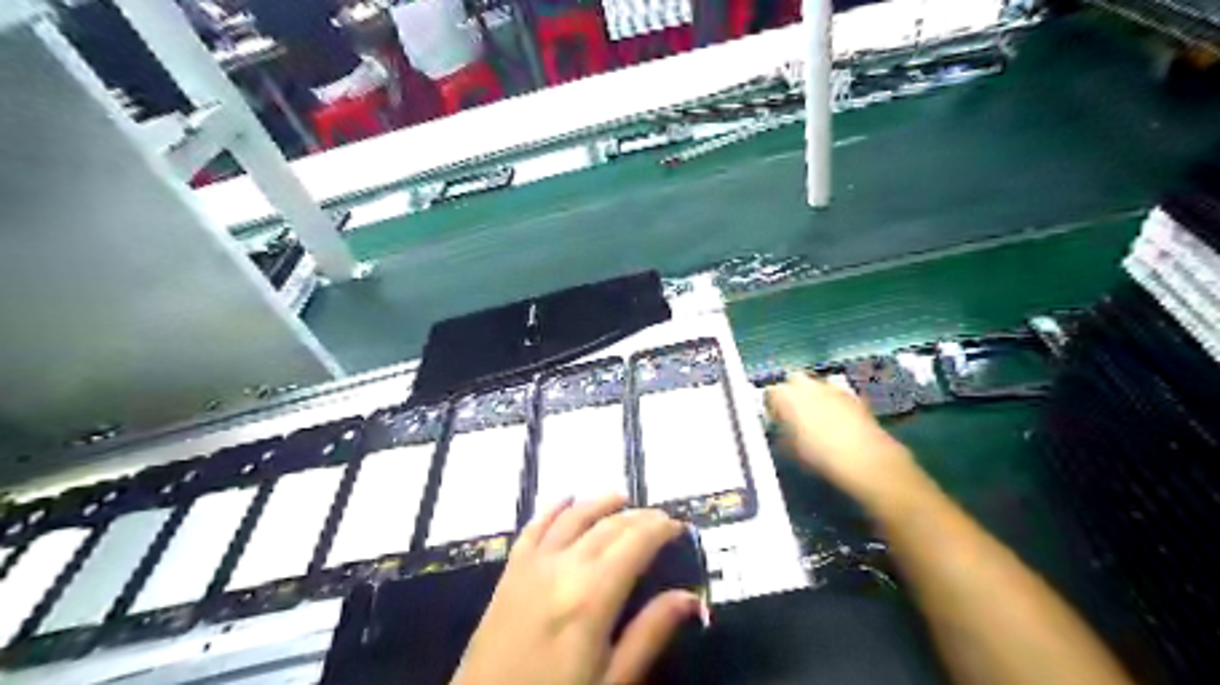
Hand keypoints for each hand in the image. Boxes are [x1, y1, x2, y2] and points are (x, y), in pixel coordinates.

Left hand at [450, 495, 700, 683]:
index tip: (678, 526)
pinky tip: (567, 499)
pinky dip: (553, 508)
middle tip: (659, 517)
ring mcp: (533, 565)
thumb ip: (649, 633)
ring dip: (599, 503)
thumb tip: (690, 598)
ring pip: (572, 517)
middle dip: (637, 517)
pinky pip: (534, 527)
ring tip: (622, 498)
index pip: (635, 543)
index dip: (659, 529)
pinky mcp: (511, 571)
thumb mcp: (612, 680)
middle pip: (607, 527)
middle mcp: (564, 567)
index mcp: (593, 596)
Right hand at [759, 373, 914, 495]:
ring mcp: (831, 387)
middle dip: (792, 392)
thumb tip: (781, 429)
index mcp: (785, 395)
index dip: (771, 406)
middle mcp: (806, 385)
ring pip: (816, 384)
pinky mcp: (852, 395)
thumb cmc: (817, 454)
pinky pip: (836, 394)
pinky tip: (838, 421)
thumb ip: (781, 432)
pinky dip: (833, 402)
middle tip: (794, 412)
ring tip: (817, 416)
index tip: (775, 419)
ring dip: (813, 395)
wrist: (862, 456)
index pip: (770, 393)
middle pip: (793, 380)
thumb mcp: (789, 448)